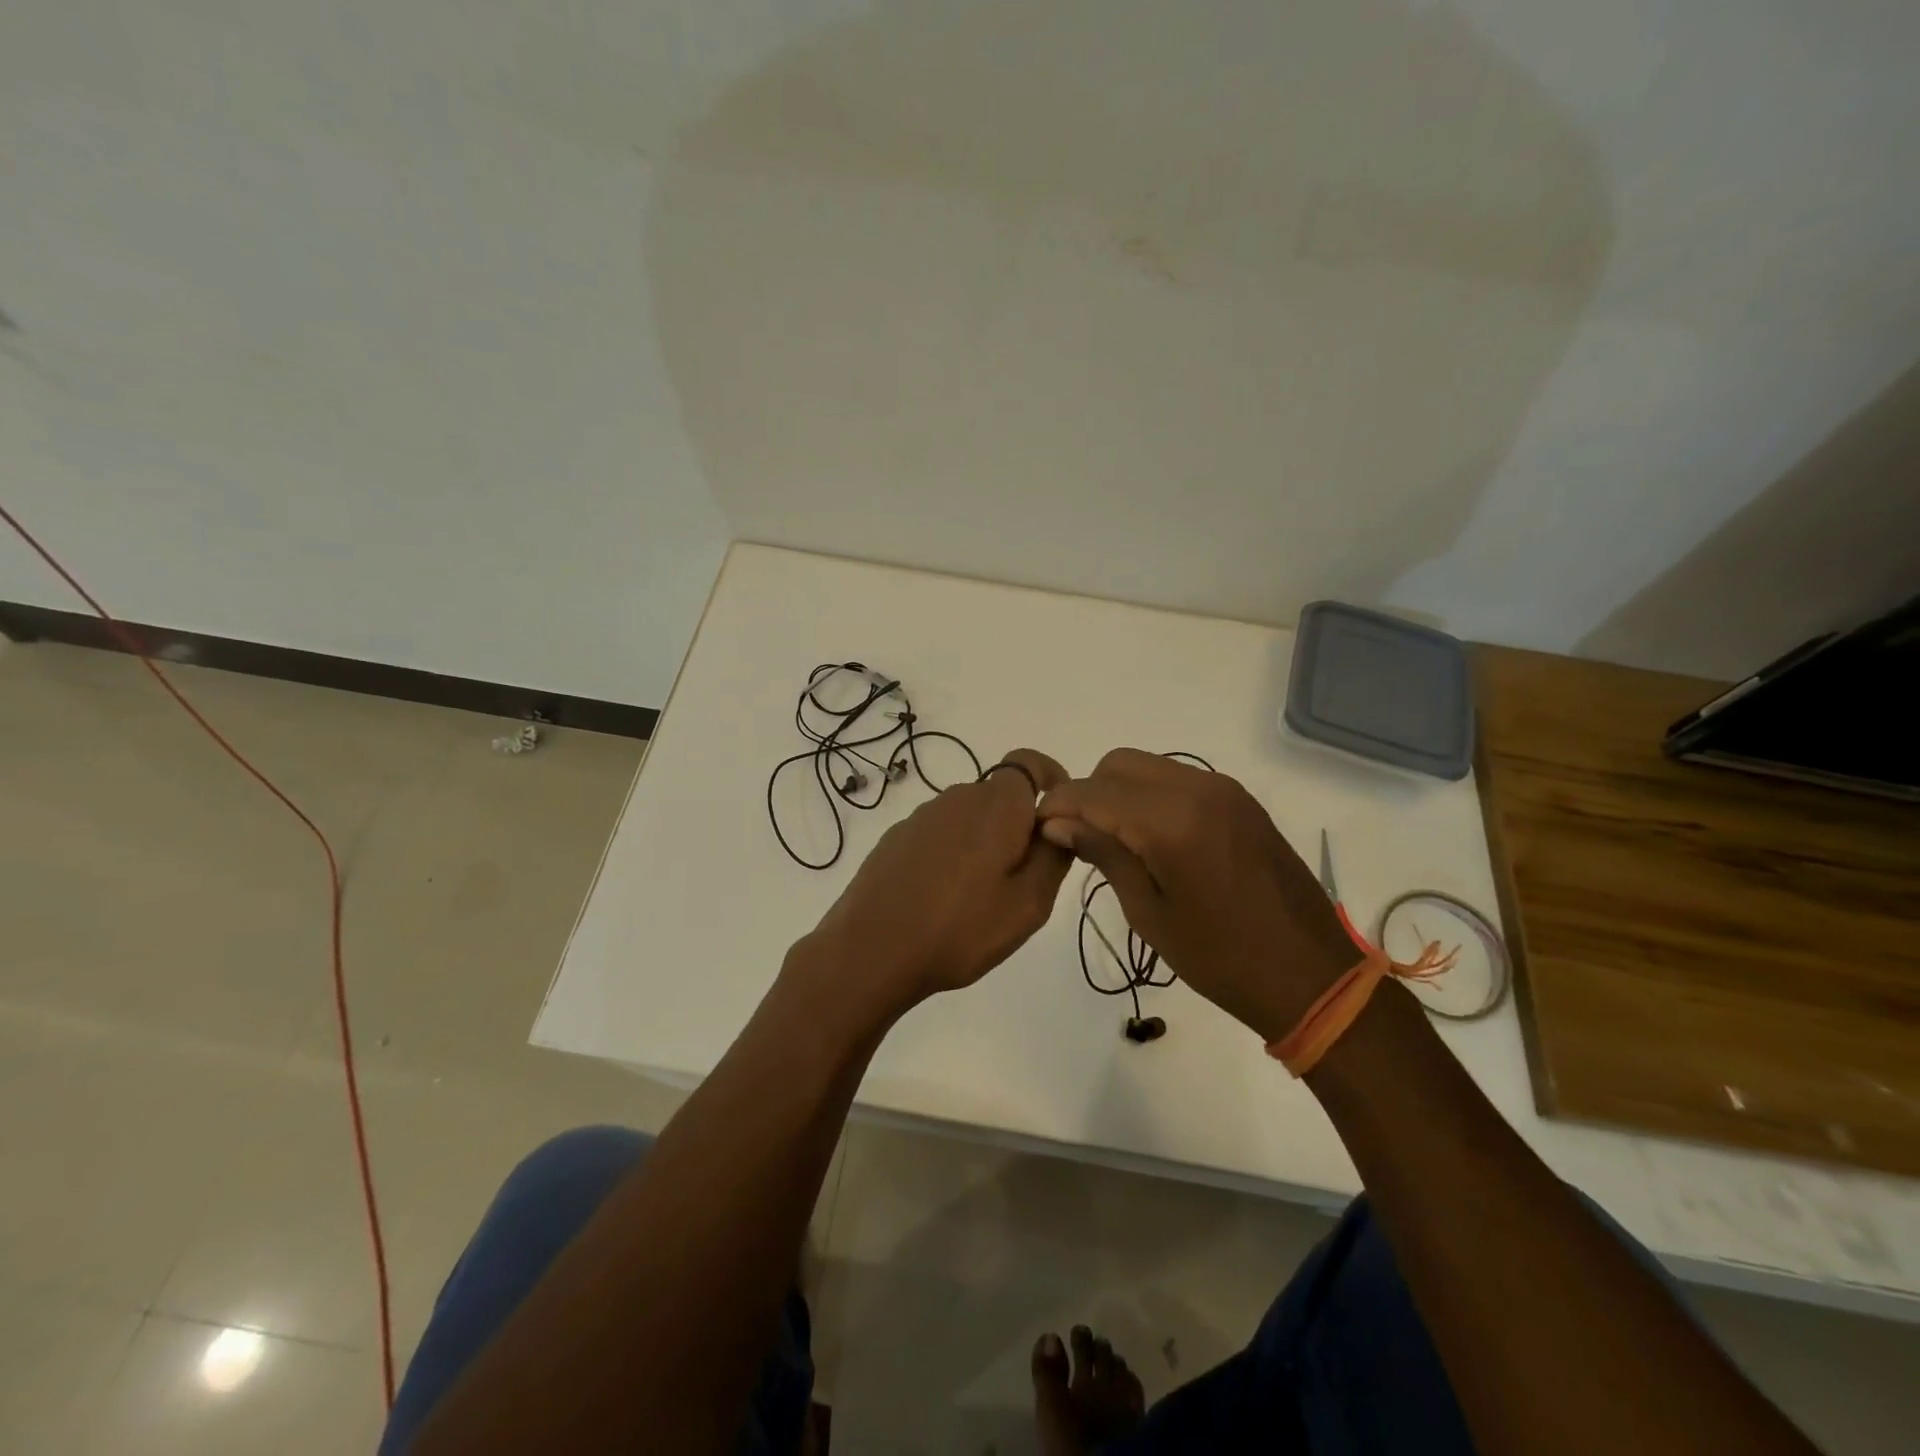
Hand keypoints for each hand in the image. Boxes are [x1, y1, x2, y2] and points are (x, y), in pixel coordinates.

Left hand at [799, 748, 1072, 1020]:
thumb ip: (1053, 856)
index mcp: (996, 805)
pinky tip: (940, 898)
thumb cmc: (960, 928)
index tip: (1057, 818)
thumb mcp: (1028, 904)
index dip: (1050, 779)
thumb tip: (1057, 824)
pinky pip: (939, 834)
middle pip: (1000, 796)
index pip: (1030, 762)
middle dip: (1017, 826)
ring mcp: (921, 817)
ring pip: (968, 817)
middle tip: (1020, 880)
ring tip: (977, 897)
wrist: (872, 950)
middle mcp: (958, 798)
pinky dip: (951, 854)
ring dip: (982, 843)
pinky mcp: (895, 838)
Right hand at [1036, 749, 1360, 1042]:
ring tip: (1117, 842)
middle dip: (1090, 794)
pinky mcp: (1240, 801)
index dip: (1059, 806)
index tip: (1041, 831)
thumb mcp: (1149, 913)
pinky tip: (1153, 840)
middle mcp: (1198, 789)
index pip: (1094, 792)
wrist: (1310, 975)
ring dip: (1121, 793)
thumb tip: (1058, 824)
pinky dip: (1152, 797)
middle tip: (1082, 840)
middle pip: (1119, 764)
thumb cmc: (1221, 958)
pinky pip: (1179, 780)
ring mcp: (1224, 790)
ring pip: (1149, 767)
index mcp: (1172, 820)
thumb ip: (1104, 855)